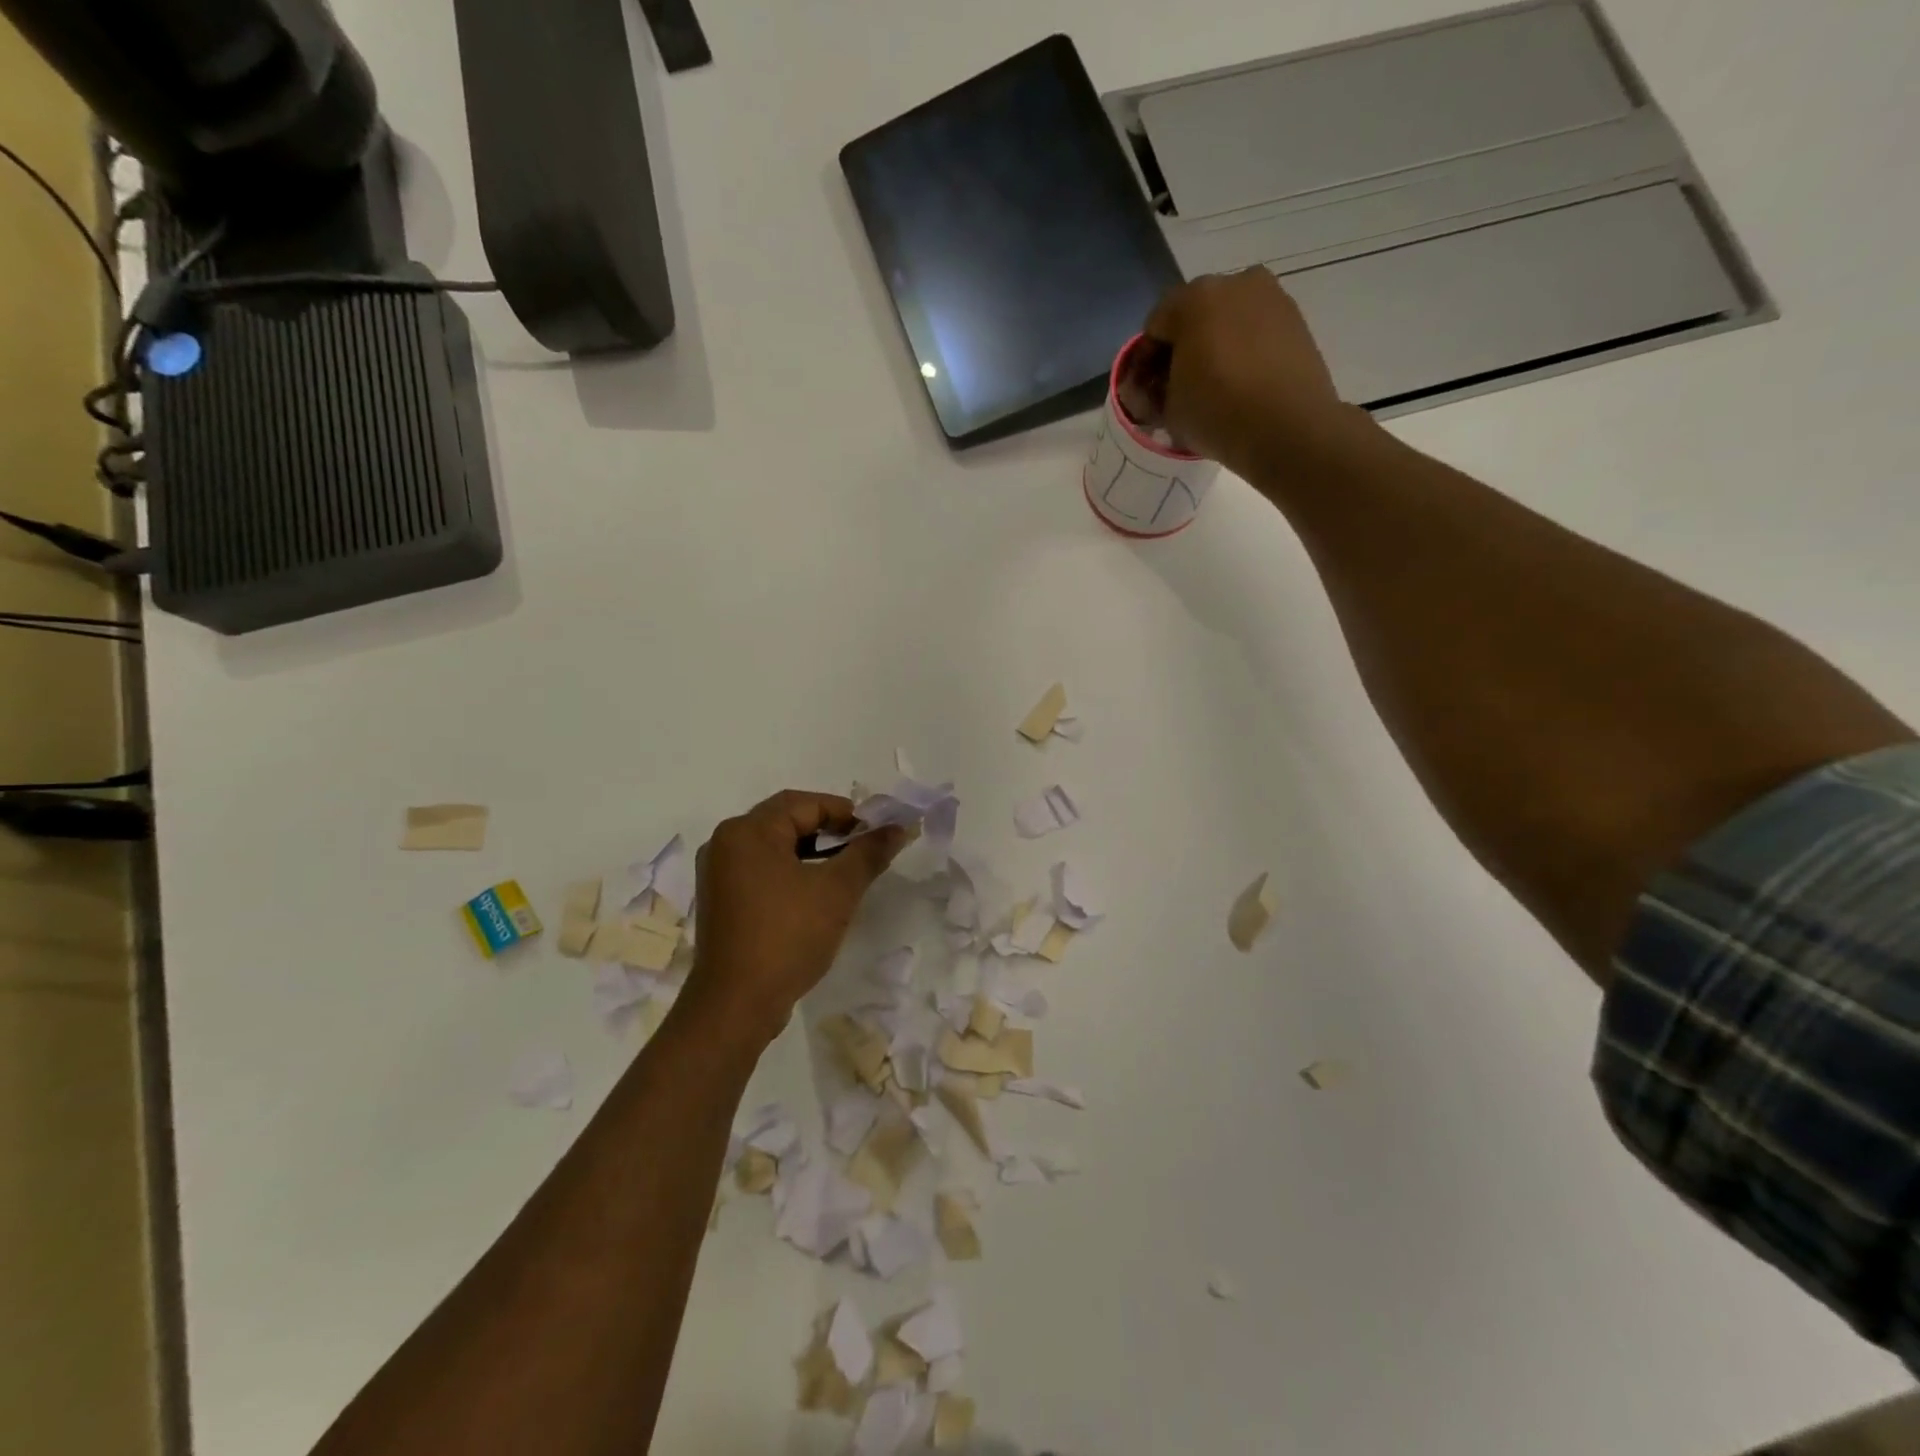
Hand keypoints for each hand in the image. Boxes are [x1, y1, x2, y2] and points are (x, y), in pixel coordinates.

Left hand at [684, 791, 907, 1048]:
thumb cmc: (787, 937)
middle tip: (865, 848)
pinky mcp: (721, 901)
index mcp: (747, 831)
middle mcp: (725, 843)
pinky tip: (817, 893)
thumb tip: (898, 828)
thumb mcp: (837, 891)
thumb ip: (869, 853)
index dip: (846, 813)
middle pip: (786, 820)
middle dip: (830, 830)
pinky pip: (762, 870)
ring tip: (847, 871)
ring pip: (775, 847)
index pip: (804, 803)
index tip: (877, 832)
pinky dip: (792, 872)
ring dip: (812, 852)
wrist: (736, 1005)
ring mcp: (718, 874)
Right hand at [1144, 269, 1360, 477]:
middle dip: (1183, 347)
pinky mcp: (1295, 317)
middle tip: (1180, 386)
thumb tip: (1155, 389)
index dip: (1146, 361)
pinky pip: (1255, 328)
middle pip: (1193, 314)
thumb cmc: (1218, 414)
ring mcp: (1269, 296)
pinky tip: (1242, 381)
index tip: (1150, 391)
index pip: (1154, 326)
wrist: (1289, 429)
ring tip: (1214, 385)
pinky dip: (1244, 348)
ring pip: (1227, 319)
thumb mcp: (1168, 411)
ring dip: (1215, 344)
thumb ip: (1154, 392)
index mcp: (1193, 299)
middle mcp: (1233, 283)